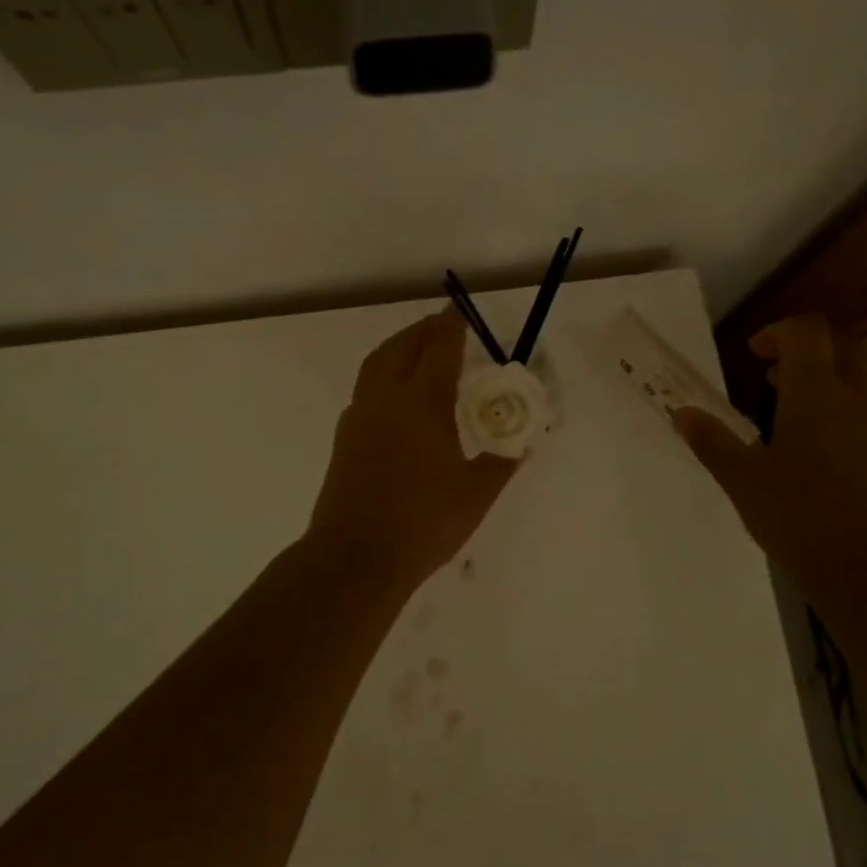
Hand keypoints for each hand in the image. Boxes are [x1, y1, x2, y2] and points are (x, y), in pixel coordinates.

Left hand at [307, 310, 520, 593]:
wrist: (355, 557)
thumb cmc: (423, 523)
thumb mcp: (475, 495)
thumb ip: (501, 463)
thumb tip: (522, 446)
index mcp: (423, 403)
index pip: (439, 348)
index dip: (452, 325)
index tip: (459, 310)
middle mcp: (387, 399)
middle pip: (404, 347)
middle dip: (425, 330)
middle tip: (444, 325)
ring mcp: (360, 416)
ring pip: (377, 363)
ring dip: (399, 346)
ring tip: (416, 347)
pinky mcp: (344, 437)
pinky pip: (365, 387)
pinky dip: (382, 372)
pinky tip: (394, 395)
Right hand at [673, 315, 866, 594]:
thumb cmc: (799, 515)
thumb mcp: (742, 479)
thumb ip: (712, 441)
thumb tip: (682, 414)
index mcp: (816, 393)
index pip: (808, 331)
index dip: (779, 332)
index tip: (754, 355)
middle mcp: (857, 399)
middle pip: (843, 345)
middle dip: (808, 349)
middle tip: (774, 375)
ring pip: (861, 381)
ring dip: (827, 382)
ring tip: (790, 417)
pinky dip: (844, 414)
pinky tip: (819, 456)